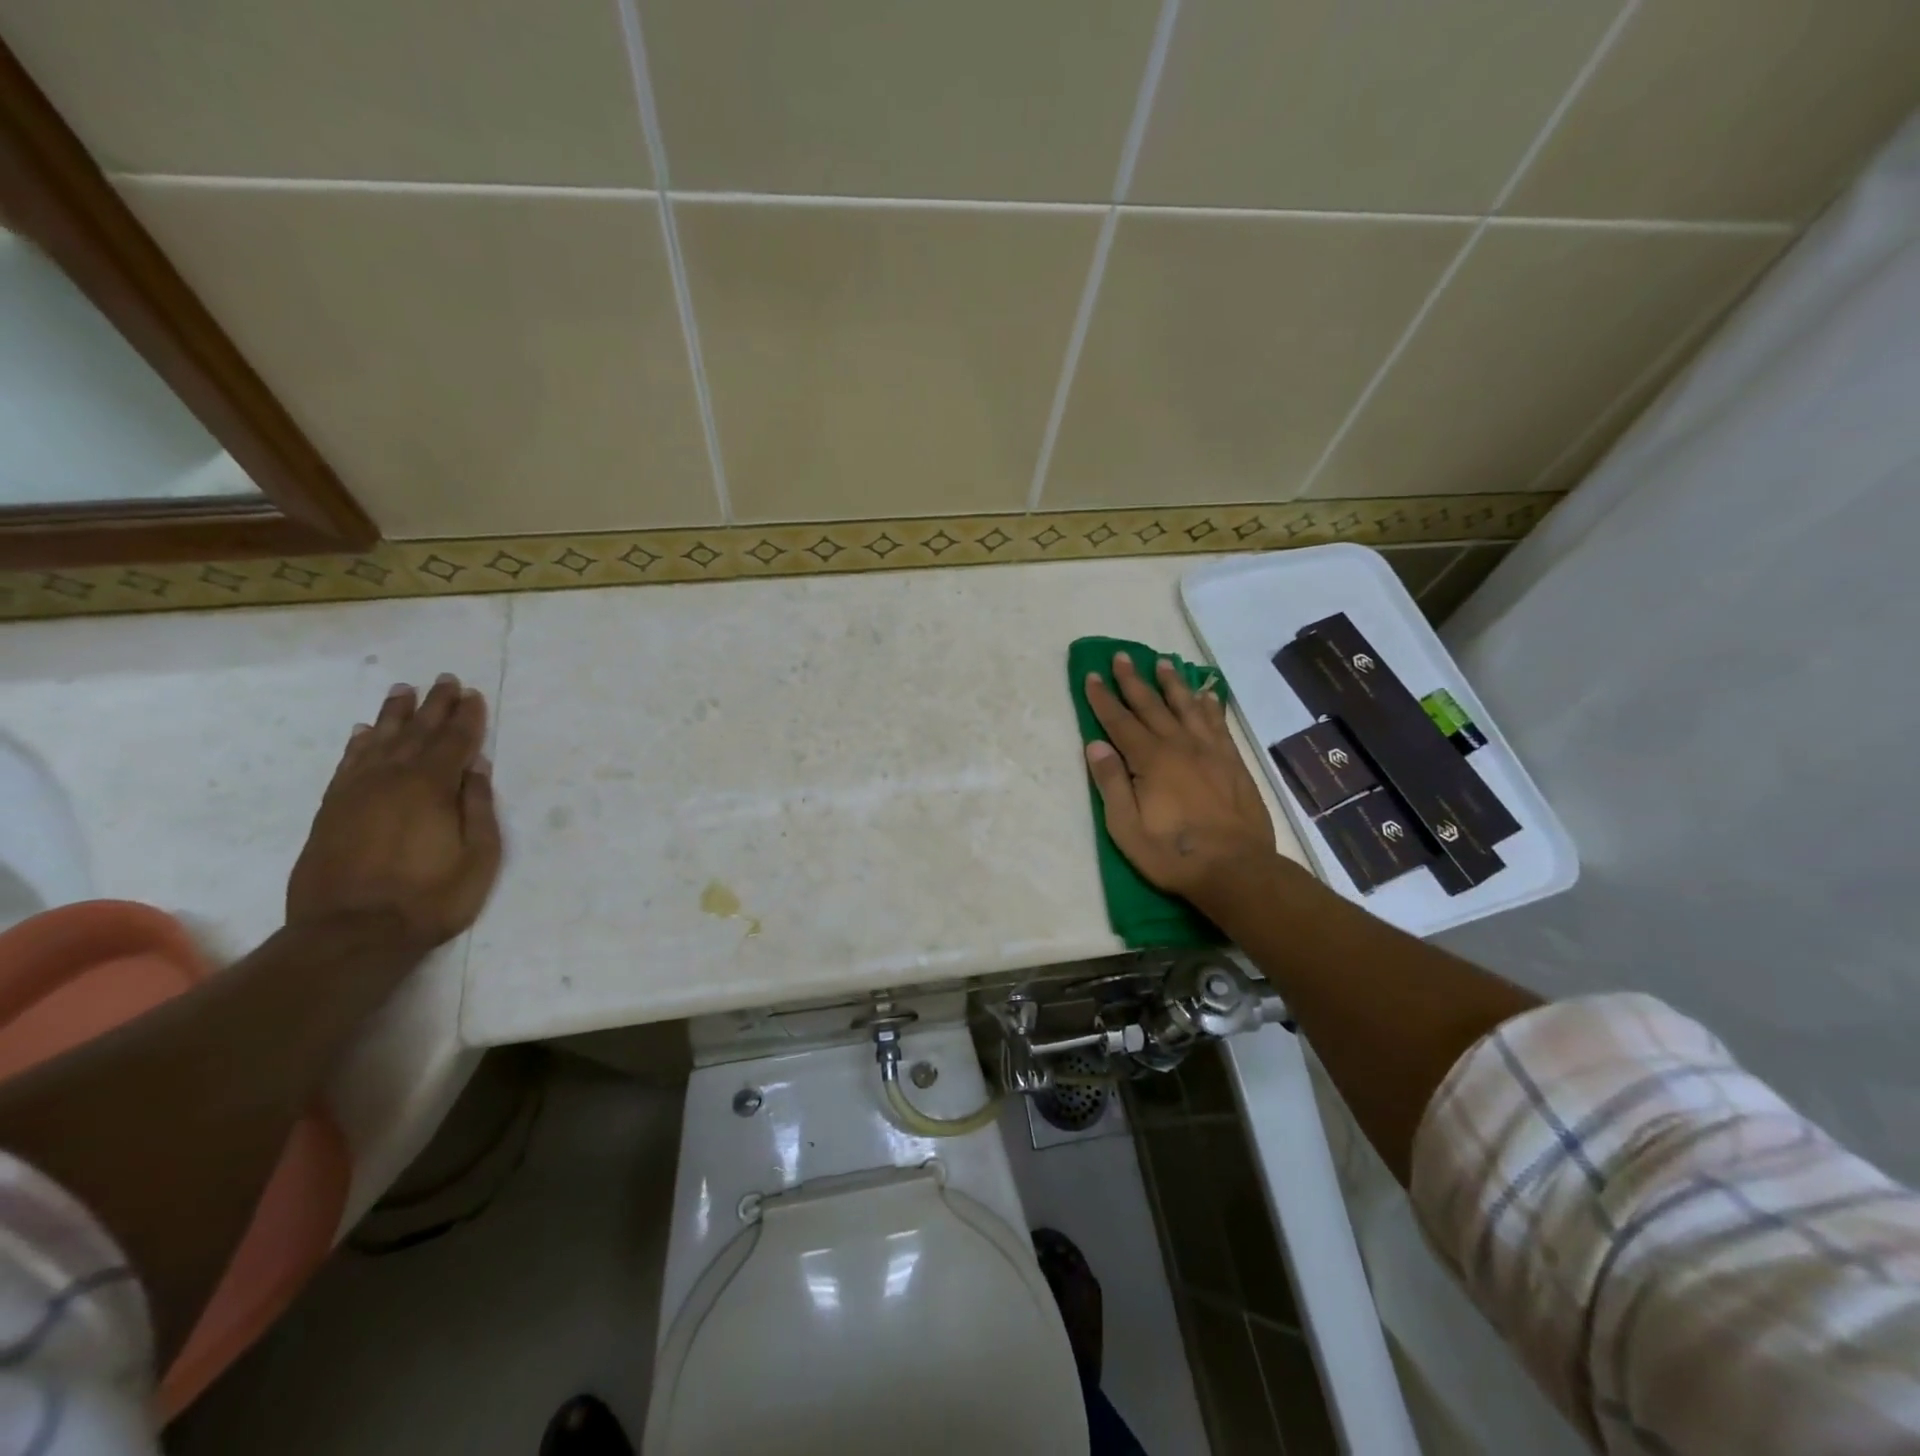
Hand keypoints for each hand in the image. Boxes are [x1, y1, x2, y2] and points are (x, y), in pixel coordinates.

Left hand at [286, 674, 503, 951]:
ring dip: (396, 714)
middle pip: (418, 732)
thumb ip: (478, 807)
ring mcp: (357, 792)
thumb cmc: (430, 898)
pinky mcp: (331, 809)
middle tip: (445, 679)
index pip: (455, 741)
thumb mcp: (478, 856)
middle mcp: (392, 778)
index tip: (473, 694)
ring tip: (405, 690)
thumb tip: (476, 767)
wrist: (350, 934)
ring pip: (380, 741)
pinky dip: (359, 743)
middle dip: (435, 705)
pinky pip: (348, 763)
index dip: (467, 717)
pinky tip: (366, 732)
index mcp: (432, 787)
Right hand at [1083, 654, 1277, 904]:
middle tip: (1121, 656)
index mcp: (1150, 760)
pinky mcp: (1233, 762)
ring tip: (1162, 662)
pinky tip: (1206, 694)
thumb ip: (1111, 782)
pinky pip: (1218, 723)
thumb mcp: (1126, 827)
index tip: (1092, 675)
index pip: (1120, 721)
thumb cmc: (1172, 853)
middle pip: (1152, 705)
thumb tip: (1094, 744)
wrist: (1236, 869)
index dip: (1103, 698)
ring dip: (1172, 683)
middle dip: (1133, 680)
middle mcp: (1180, 745)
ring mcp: (1210, 751)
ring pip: (1187, 707)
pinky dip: (1210, 705)